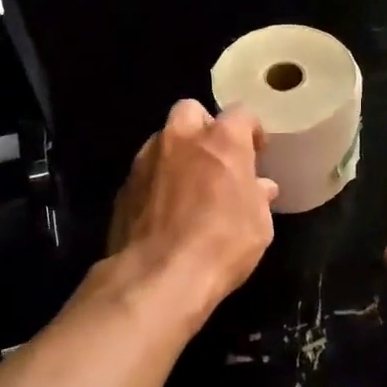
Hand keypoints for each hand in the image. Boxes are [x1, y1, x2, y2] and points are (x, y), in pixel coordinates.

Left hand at [108, 100, 278, 317]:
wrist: (159, 275)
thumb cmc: (223, 243)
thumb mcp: (259, 224)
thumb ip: (258, 197)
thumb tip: (261, 188)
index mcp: (221, 140)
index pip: (241, 114)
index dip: (251, 131)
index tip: (257, 152)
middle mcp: (181, 138)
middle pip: (191, 111)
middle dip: (204, 128)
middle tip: (216, 158)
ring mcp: (146, 160)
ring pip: (163, 139)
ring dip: (178, 154)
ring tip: (190, 185)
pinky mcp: (125, 187)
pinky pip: (146, 172)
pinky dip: (158, 181)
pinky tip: (166, 209)